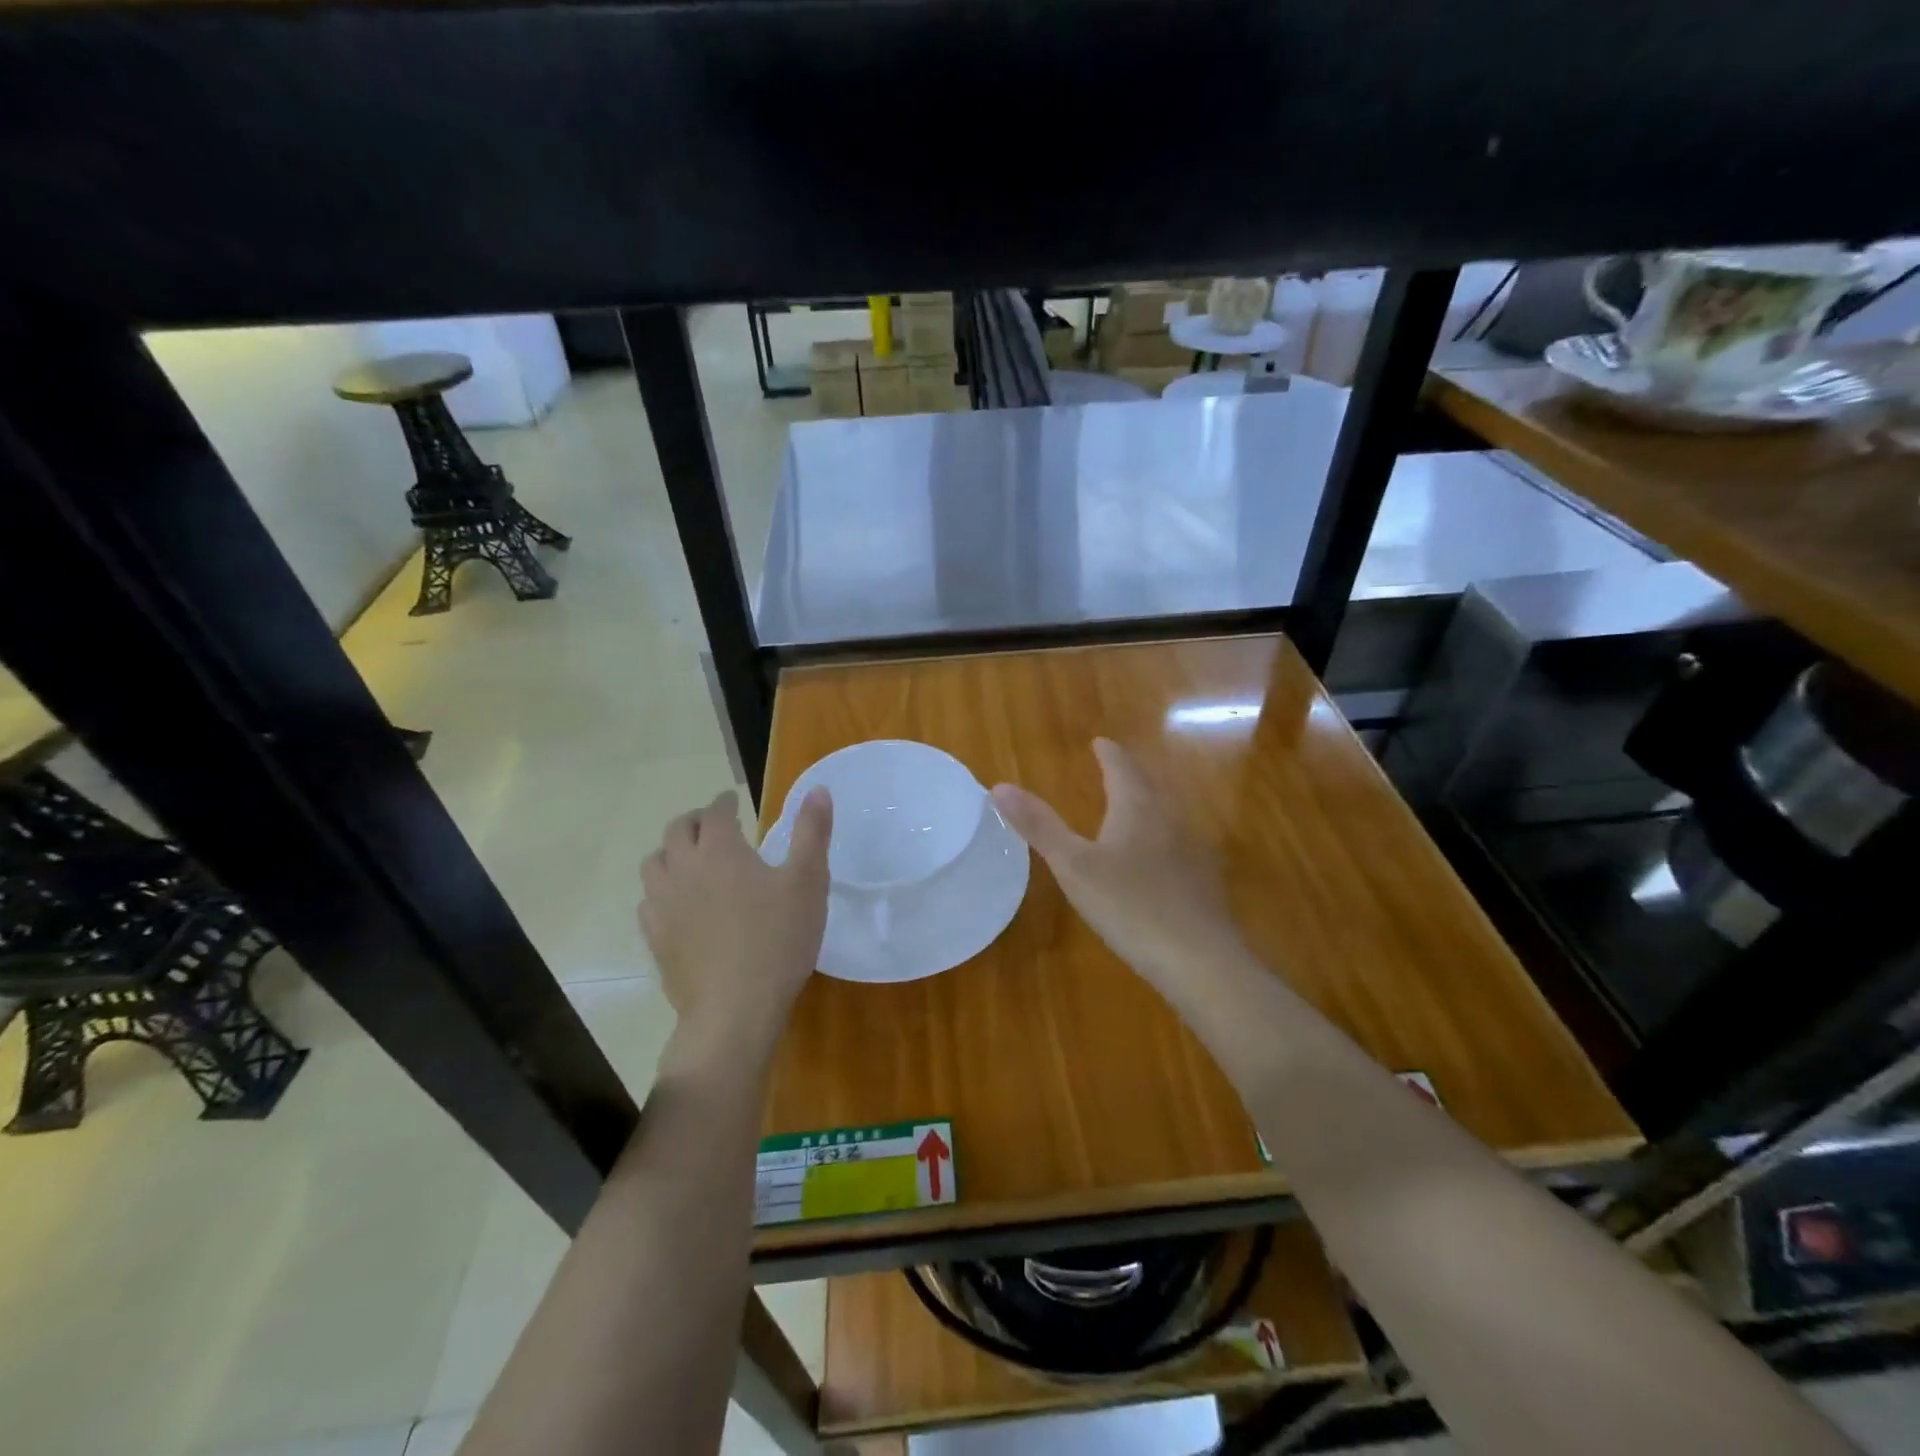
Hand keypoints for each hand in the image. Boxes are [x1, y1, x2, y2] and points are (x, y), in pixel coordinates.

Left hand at [639, 787, 831, 1060]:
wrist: (735, 1010)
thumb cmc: (778, 939)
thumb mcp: (808, 881)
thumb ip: (812, 832)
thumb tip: (818, 789)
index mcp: (720, 849)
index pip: (715, 812)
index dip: (724, 802)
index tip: (733, 802)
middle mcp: (683, 868)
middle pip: (677, 831)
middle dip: (695, 821)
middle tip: (713, 825)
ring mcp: (662, 905)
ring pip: (655, 863)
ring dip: (672, 852)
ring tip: (691, 860)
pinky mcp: (655, 938)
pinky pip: (648, 901)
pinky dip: (662, 890)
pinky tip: (678, 904)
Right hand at [991, 739, 1245, 993]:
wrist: (1200, 961)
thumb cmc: (1130, 906)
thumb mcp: (1073, 867)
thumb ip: (1039, 826)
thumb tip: (999, 786)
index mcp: (1137, 809)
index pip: (1122, 768)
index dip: (1109, 754)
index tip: (1100, 742)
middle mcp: (1169, 820)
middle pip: (1149, 786)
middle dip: (1130, 775)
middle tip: (1115, 767)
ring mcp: (1192, 851)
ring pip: (1166, 815)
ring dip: (1147, 804)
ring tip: (1131, 807)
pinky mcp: (1203, 882)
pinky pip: (1178, 845)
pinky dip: (1161, 838)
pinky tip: (1157, 860)